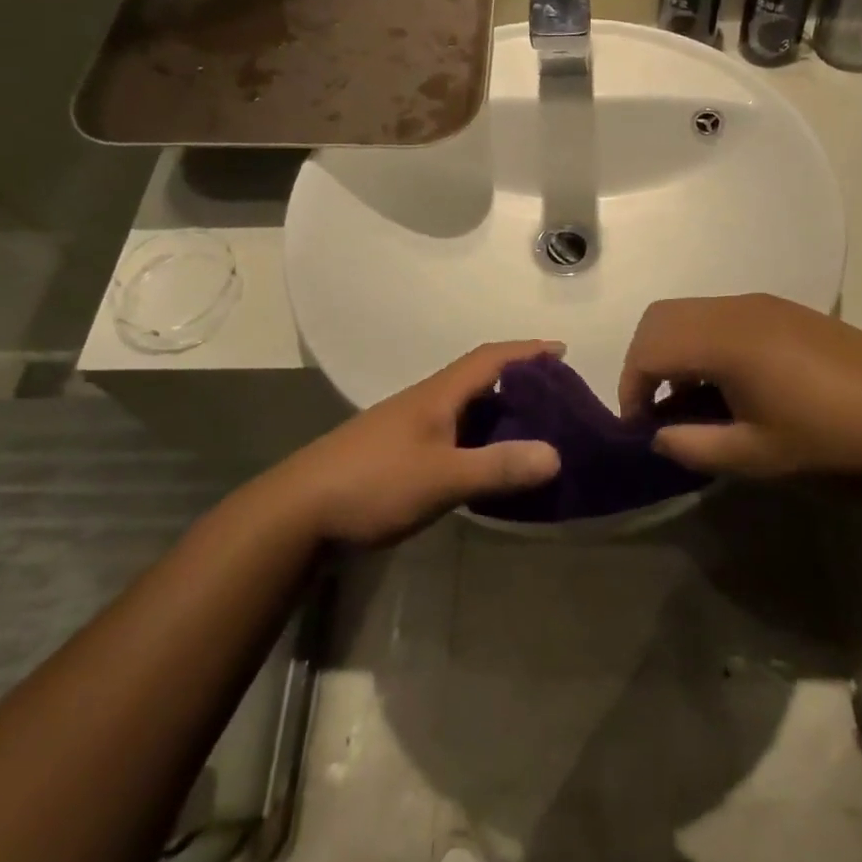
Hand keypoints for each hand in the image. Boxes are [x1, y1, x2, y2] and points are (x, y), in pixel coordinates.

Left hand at [281, 341, 562, 545]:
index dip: (526, 351)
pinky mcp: (398, 453)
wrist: (299, 510)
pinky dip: (478, 440)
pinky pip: (452, 435)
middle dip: (518, 382)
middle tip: (556, 399)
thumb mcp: (443, 477)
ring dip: (498, 413)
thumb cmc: (374, 482)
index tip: (561, 351)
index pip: (489, 358)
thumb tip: (556, 454)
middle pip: (479, 380)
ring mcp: (408, 427)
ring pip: (464, 410)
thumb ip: (498, 466)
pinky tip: (487, 464)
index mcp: (437, 395)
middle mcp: (425, 402)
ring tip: (533, 431)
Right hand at [619, 294, 861, 482]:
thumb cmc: (835, 442)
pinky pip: (724, 317)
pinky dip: (706, 344)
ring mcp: (766, 305)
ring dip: (676, 351)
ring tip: (694, 402)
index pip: (649, 349)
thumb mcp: (757, 457)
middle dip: (645, 361)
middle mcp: (738, 308)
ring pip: (693, 313)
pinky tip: (733, 386)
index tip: (640, 429)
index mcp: (725, 340)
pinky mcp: (789, 312)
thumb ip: (693, 445)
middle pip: (662, 318)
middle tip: (657, 410)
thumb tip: (657, 436)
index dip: (632, 388)